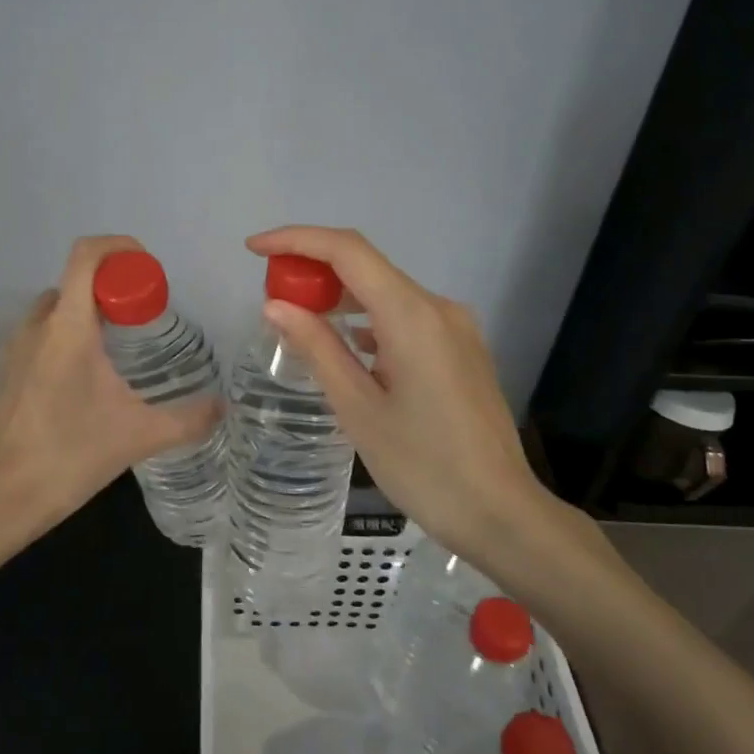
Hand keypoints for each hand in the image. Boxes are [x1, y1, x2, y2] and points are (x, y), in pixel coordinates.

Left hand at [0, 235, 222, 536]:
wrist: (1, 499)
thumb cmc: (71, 457)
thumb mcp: (139, 437)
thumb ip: (188, 419)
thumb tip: (223, 408)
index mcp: (67, 328)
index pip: (86, 256)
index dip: (119, 247)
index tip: (147, 269)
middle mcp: (35, 328)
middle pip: (74, 283)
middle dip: (110, 289)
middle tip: (141, 319)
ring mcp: (13, 351)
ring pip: (54, 311)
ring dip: (86, 315)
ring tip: (117, 353)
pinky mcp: (4, 375)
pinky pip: (39, 338)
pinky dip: (65, 340)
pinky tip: (85, 385)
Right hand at [246, 226, 568, 588]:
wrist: (501, 513)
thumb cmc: (423, 466)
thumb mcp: (358, 408)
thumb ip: (316, 348)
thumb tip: (276, 305)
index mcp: (412, 316)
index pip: (347, 251)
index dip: (296, 240)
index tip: (253, 248)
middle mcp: (439, 308)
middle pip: (367, 268)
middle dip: (314, 271)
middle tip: (271, 298)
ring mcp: (456, 329)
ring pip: (387, 293)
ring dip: (341, 298)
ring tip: (300, 323)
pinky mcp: (462, 350)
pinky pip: (407, 319)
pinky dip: (369, 321)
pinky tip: (348, 348)